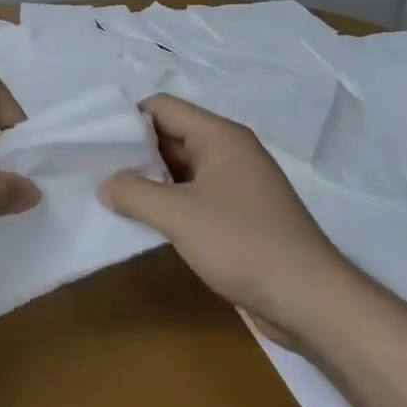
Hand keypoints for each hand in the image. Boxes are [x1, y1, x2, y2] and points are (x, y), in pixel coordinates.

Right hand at [100, 94, 350, 342]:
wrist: (310, 299)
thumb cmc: (243, 244)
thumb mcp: (179, 216)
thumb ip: (134, 193)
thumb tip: (105, 183)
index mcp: (220, 136)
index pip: (163, 107)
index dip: (128, 119)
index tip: (96, 144)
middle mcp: (229, 150)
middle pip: (171, 134)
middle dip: (135, 151)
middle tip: (96, 171)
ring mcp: (236, 183)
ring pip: (181, 167)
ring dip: (150, 179)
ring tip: (111, 195)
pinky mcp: (239, 213)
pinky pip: (194, 193)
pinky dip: (169, 201)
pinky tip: (144, 219)